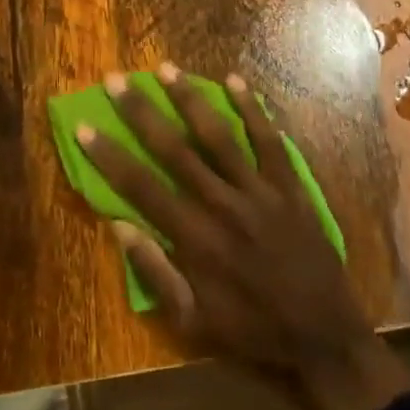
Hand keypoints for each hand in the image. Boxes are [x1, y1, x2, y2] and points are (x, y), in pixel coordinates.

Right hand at [82, 64, 409, 409]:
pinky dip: (252, 109)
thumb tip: (118, 225)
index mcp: (194, 239)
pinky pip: (269, 140)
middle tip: (117, 79)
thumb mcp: (192, 322)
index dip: (109, 156)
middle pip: (174, 149)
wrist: (325, 340)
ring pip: (218, 135)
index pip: (141, 186)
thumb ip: (154, 273)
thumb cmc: (251, 333)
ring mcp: (260, 191)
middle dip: (141, 112)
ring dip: (190, 99)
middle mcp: (222, 204)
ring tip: (167, 69)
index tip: (85, 126)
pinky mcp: (290, 187)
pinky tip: (235, 81)